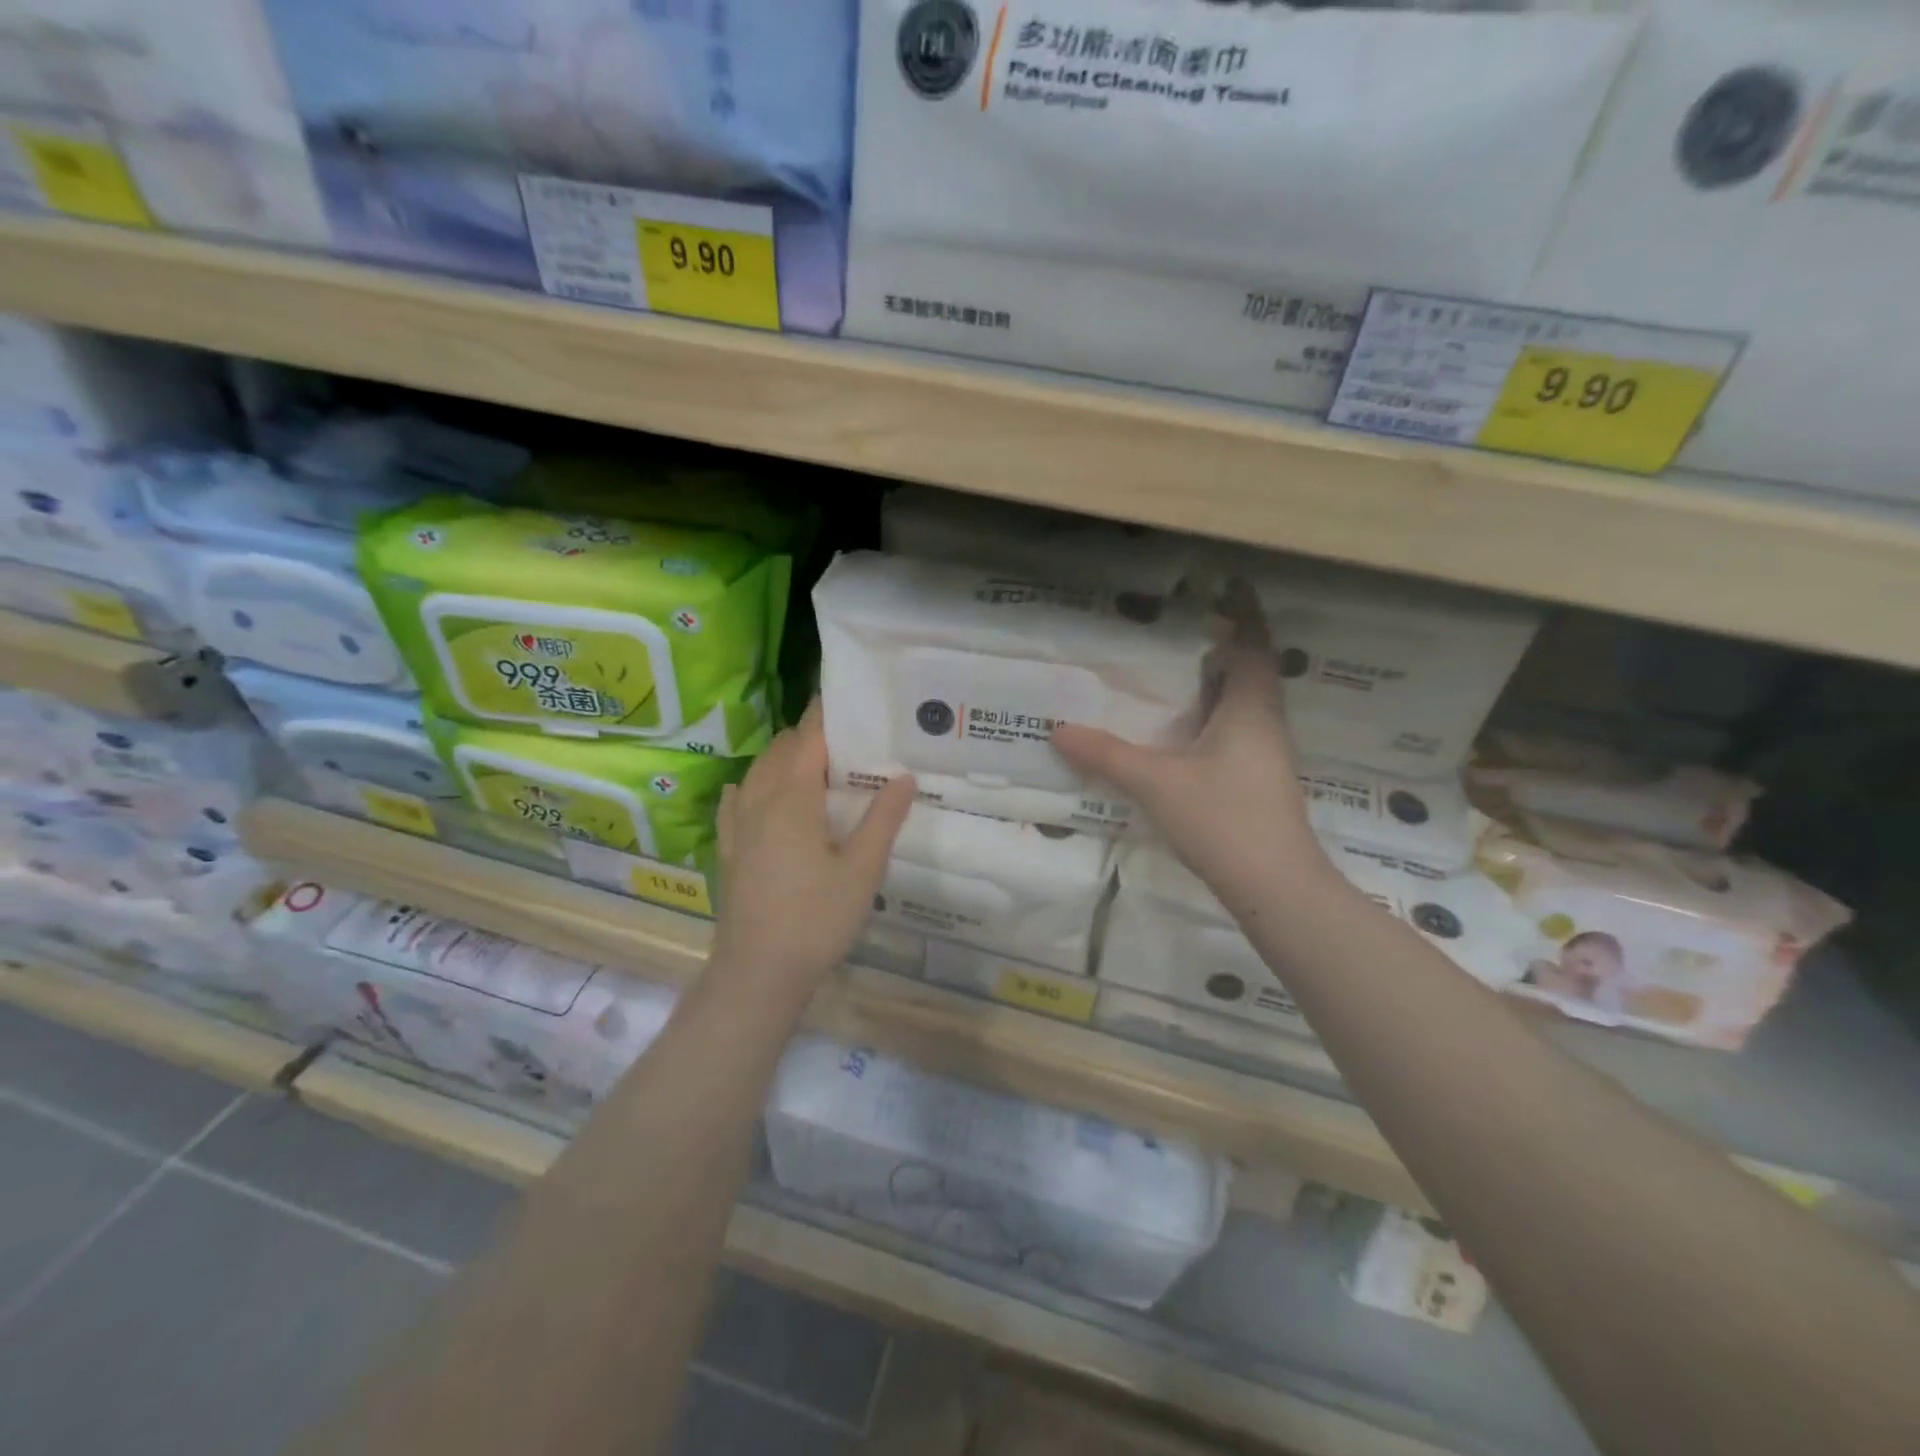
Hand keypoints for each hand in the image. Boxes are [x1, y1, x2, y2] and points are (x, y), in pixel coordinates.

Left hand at [709, 700, 914, 997]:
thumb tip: (904, 777)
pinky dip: (754, 786)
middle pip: (781, 750)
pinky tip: (757, 793)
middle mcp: (760, 801)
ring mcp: (739, 825)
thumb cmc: (816, 919)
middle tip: (847, 740)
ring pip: (758, 772)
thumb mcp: (862, 871)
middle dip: (809, 735)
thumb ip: (883, 819)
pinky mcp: (729, 849)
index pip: (809, 738)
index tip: (848, 699)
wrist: (757, 972)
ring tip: (815, 765)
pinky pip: (737, 801)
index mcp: (793, 798)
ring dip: (783, 758)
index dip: (826, 714)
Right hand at [1052, 624, 1325, 913]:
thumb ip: (1106, 755)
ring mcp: (1267, 754)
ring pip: (1247, 701)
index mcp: (1250, 708)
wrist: (1276, 886)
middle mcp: (1265, 722)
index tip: (1228, 583)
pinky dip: (1217, 713)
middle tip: (1188, 623)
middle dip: (1228, 641)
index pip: (1253, 644)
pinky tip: (1188, 728)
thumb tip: (1059, 730)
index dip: (1244, 611)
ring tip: (1184, 666)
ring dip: (1223, 679)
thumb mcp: (1156, 783)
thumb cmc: (1223, 820)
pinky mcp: (1260, 780)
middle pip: (1252, 669)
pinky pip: (1239, 728)